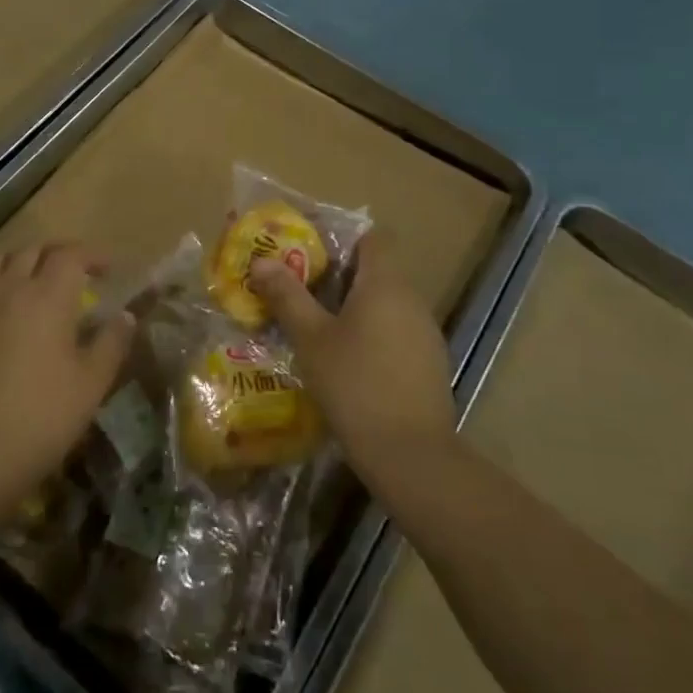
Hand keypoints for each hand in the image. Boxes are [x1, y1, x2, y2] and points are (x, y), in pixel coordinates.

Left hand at [0, 242, 134, 517]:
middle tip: (80, 271)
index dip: (92, 256)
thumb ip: (112, 341)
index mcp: (49, 296)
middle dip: (61, 252)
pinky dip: (2, 276)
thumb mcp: (92, 381)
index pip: (71, 255)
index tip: (109, 270)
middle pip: (35, 249)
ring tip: (42, 276)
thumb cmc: (45, 414)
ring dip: (27, 258)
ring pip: (4, 259)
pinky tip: (11, 300)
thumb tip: (125, 315)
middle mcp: (13, 288)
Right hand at [250, 234, 455, 501]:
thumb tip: (262, 261)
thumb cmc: (355, 384)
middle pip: (376, 270)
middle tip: (298, 288)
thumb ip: (287, 296)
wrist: (411, 455)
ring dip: (354, 307)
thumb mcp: (311, 338)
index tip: (308, 251)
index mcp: (385, 284)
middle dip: (337, 275)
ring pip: (385, 304)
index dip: (341, 238)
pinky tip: (346, 361)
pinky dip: (371, 334)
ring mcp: (425, 333)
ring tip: (316, 325)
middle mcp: (411, 300)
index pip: (372, 237)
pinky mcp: (429, 364)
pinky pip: (396, 332)